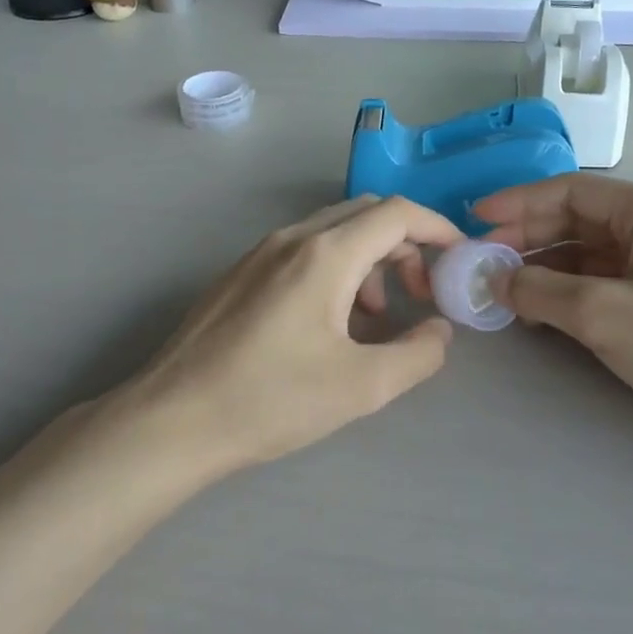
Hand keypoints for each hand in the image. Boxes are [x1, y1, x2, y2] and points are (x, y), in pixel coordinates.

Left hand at [117, 197, 462, 467]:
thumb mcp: (361, 386)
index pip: (397, 213)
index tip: (459, 259)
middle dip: (405, 246)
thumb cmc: (271, 400)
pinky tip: (329, 324)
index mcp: (325, 254)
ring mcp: (259, 253)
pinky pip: (302, 252)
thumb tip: (439, 330)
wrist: (173, 420)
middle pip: (366, 215)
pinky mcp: (239, 274)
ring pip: (332, 232)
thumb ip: (418, 354)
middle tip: (420, 293)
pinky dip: (335, 270)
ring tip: (375, 318)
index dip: (438, 229)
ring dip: (369, 261)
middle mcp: (291, 238)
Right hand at [476, 176, 632, 477]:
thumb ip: (540, 291)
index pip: (570, 190)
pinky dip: (565, 291)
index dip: (518, 203)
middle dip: (526, 237)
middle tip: (481, 262)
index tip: (474, 221)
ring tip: (500, 290)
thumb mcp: (605, 315)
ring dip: (542, 267)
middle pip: (576, 219)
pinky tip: (536, 312)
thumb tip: (492, 279)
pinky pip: (600, 281)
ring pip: (585, 252)